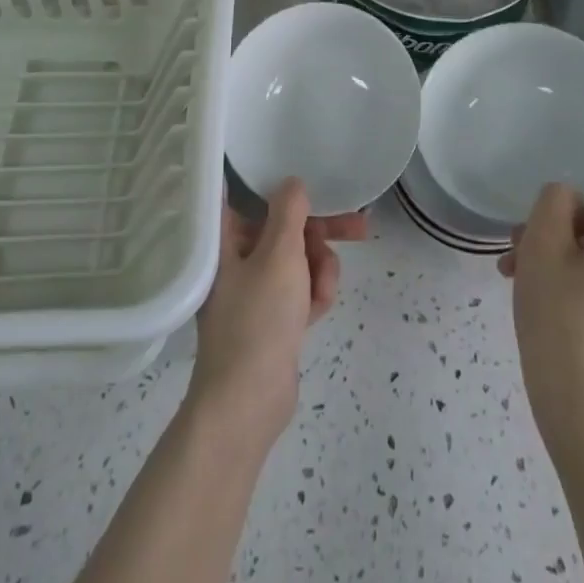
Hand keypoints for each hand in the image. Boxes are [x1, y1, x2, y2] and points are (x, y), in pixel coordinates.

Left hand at [187, 180, 365, 445]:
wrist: (248, 403)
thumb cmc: (258, 318)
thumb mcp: (279, 254)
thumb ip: (289, 212)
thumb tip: (292, 182)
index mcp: (225, 239)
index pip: (248, 195)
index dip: (280, 185)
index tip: (311, 179)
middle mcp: (236, 259)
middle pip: (284, 228)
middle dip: (320, 232)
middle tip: (358, 227)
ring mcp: (254, 290)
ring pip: (298, 260)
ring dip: (319, 269)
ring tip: (323, 288)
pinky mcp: (271, 318)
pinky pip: (300, 290)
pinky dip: (313, 295)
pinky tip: (318, 310)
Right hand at [499, 152, 583, 440]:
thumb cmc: (561, 321)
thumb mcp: (542, 246)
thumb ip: (555, 201)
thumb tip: (571, 200)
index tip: (583, 149)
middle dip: (558, 227)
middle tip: (517, 248)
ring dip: (562, 256)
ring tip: (518, 277)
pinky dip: (581, 280)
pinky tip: (544, 299)